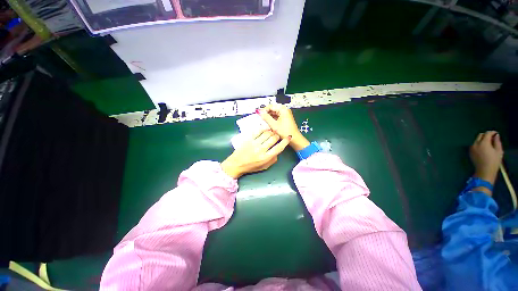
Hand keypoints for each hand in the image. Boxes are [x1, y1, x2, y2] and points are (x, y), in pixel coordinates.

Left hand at [221, 130, 290, 178]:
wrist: (236, 164)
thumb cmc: (251, 166)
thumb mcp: (264, 167)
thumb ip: (273, 159)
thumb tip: (278, 151)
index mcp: (266, 158)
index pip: (279, 148)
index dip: (285, 141)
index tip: (288, 137)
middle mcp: (261, 150)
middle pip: (273, 138)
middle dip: (277, 136)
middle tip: (276, 136)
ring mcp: (254, 143)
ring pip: (267, 133)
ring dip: (271, 132)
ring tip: (271, 133)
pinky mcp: (249, 139)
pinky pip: (258, 131)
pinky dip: (263, 129)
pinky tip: (264, 130)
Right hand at [258, 104, 309, 150]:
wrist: (294, 139)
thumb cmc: (285, 132)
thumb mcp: (274, 125)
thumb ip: (266, 117)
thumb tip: (259, 112)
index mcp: (283, 109)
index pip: (270, 106)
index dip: (264, 110)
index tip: (258, 114)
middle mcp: (284, 110)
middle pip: (272, 109)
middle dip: (266, 114)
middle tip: (260, 119)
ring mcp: (285, 114)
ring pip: (274, 113)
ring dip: (269, 117)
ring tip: (263, 122)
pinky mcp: (285, 119)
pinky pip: (276, 117)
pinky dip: (272, 119)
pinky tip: (268, 123)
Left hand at [470, 131, 503, 184]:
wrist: (484, 171)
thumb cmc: (493, 162)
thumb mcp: (498, 151)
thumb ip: (497, 142)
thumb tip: (496, 135)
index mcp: (483, 143)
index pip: (487, 134)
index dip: (492, 132)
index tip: (496, 134)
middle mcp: (475, 144)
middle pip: (480, 135)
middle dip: (486, 135)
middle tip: (492, 138)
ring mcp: (471, 148)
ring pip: (476, 140)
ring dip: (482, 139)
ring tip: (488, 144)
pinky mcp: (470, 152)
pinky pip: (474, 145)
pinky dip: (478, 144)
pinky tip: (483, 148)